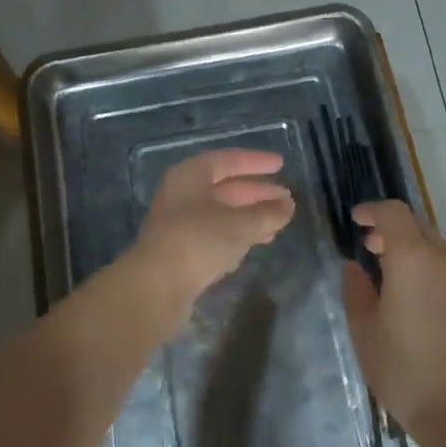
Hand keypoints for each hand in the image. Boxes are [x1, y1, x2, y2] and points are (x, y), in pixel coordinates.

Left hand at [129, 149, 294, 323]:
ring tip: (278, 223)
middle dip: (257, 193)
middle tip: (286, 199)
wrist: (156, 286)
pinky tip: (256, 243)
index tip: (281, 165)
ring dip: (250, 216)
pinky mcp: (180, 250)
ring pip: (221, 212)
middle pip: (225, 187)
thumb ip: (267, 213)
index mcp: (191, 175)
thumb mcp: (239, 224)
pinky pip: (214, 234)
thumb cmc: (199, 240)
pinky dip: (236, 235)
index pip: (228, 160)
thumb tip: (288, 205)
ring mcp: (179, 223)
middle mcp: (182, 193)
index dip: (256, 162)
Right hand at [343, 200, 445, 440]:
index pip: (394, 213)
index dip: (373, 210)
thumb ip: (357, 291)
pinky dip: (428, 274)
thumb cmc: (405, 369)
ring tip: (390, 279)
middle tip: (371, 248)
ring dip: (412, 252)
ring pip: (436, 250)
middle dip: (393, 229)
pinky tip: (415, 307)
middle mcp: (442, 262)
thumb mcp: (365, 331)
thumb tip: (356, 268)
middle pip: (418, 226)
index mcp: (412, 259)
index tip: (356, 221)